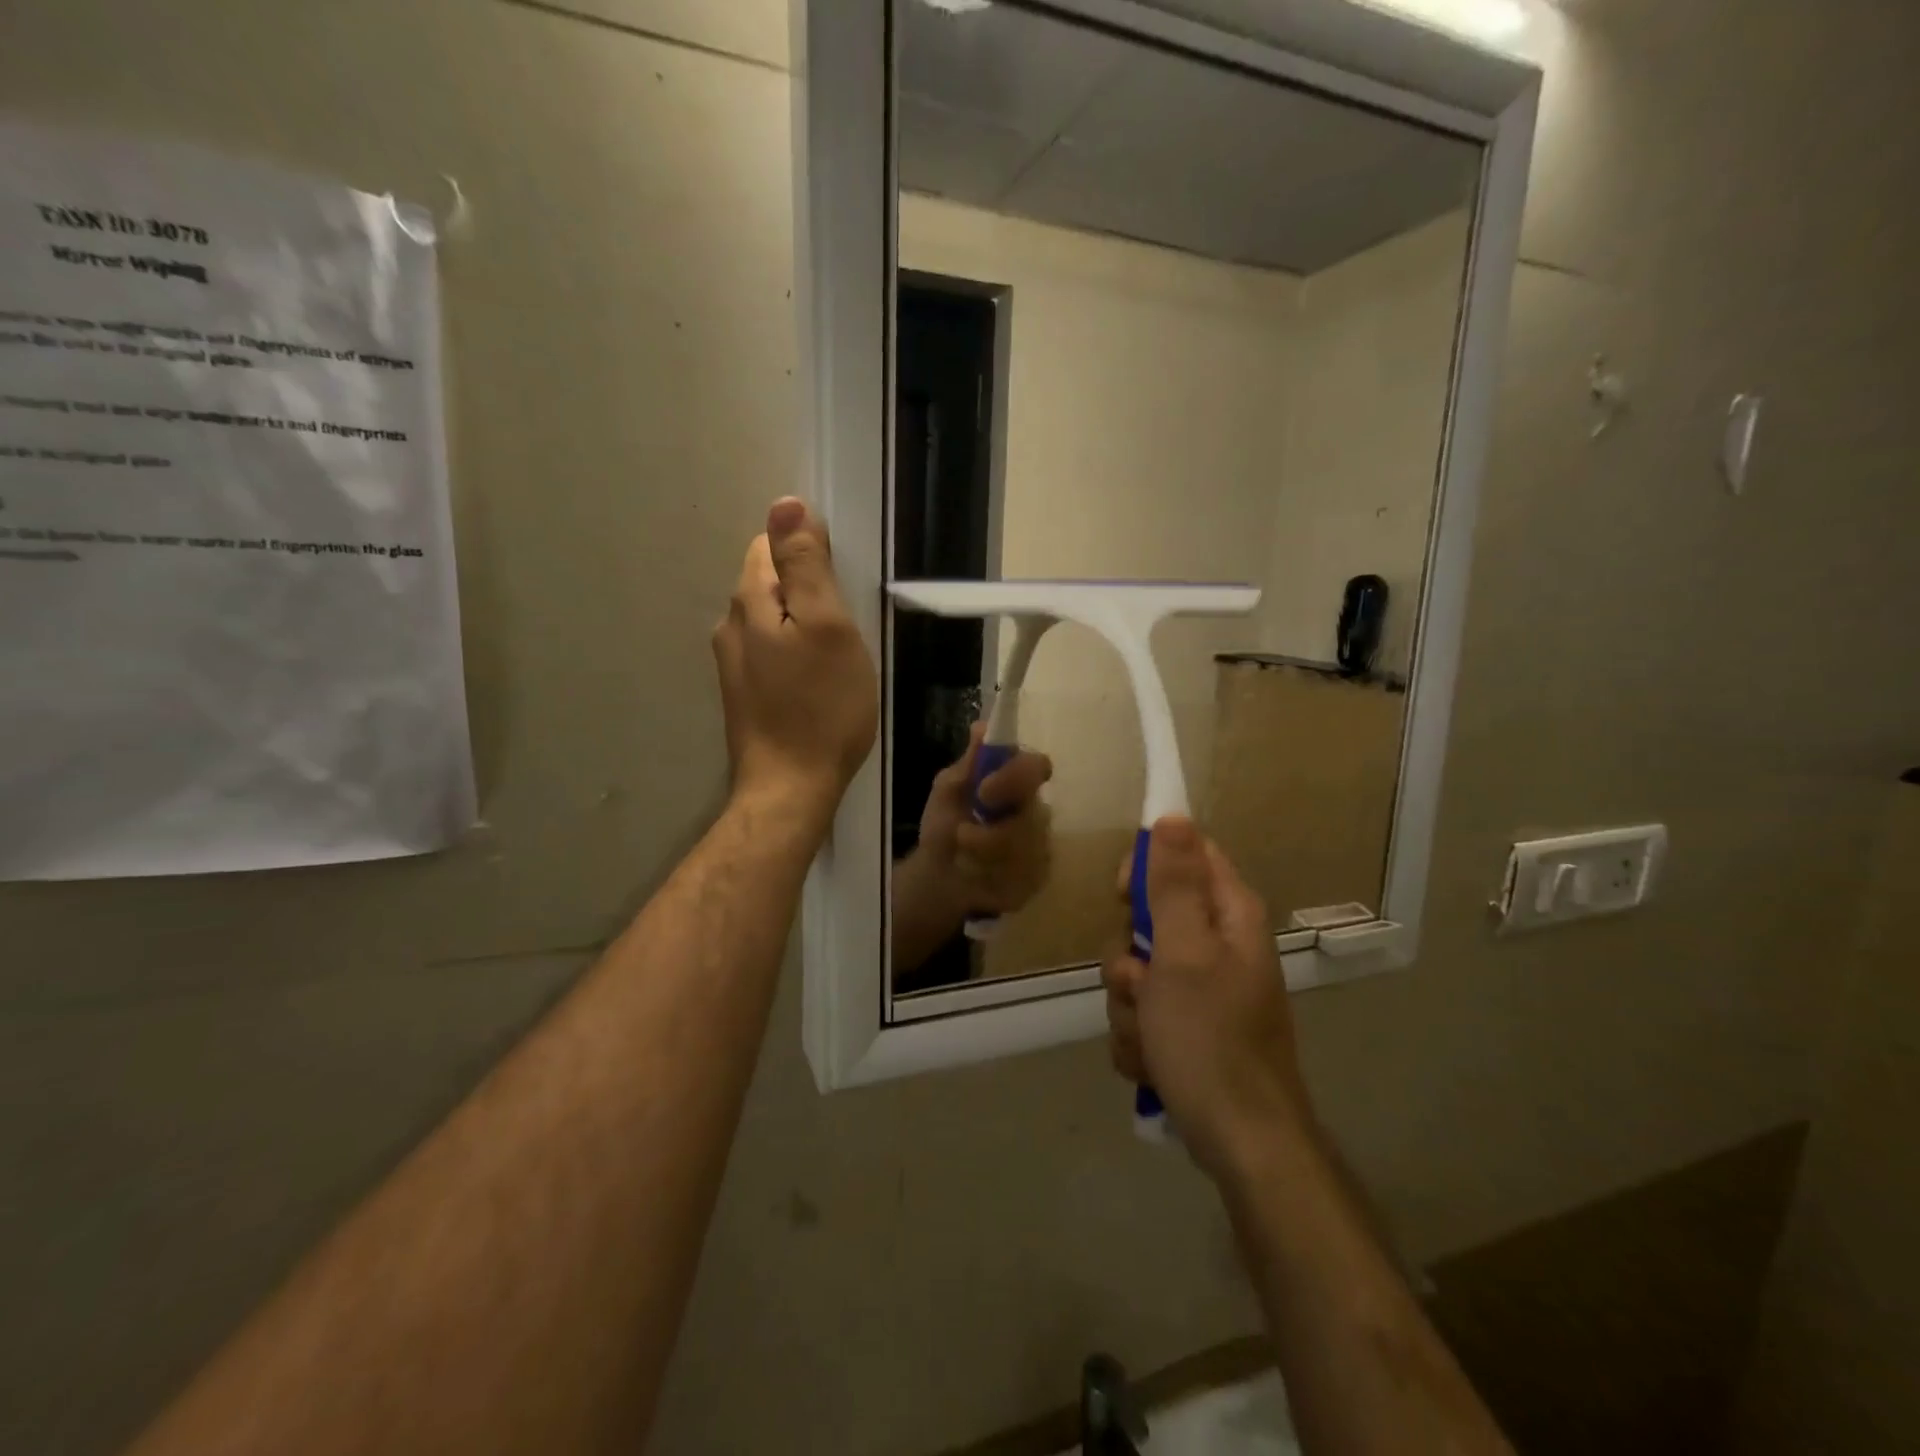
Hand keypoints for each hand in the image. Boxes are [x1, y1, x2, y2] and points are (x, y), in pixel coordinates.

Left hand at [711, 498, 877, 822]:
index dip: (808, 553)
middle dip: (806, 591)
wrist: (790, 788)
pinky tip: (816, 682)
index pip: (769, 545)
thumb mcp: (827, 626)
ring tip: (835, 657)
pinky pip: (771, 653)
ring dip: (801, 625)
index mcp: (749, 601)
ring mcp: (733, 664)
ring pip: (771, 620)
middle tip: (846, 627)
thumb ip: (805, 565)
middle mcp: (730, 626)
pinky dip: (794, 654)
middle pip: (768, 581)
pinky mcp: (743, 694)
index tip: (841, 588)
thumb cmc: (821, 707)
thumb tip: (786, 504)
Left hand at [916, 723, 1054, 916]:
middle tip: (961, 835)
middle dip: (990, 833)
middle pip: (1032, 817)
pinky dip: (990, 879)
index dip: (1016, 777)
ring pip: (1025, 852)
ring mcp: (1041, 846)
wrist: (938, 874)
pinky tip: (977, 877)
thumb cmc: (945, 824)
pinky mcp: (1037, 878)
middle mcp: (1036, 810)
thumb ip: (968, 763)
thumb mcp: (948, 789)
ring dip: (983, 856)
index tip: (984, 791)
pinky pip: (1023, 878)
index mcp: (1017, 782)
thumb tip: (982, 726)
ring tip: (962, 858)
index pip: (1038, 767)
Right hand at [1103, 817, 1312, 1182]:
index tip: (1124, 896)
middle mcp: (1217, 946)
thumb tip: (1173, 815)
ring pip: (1135, 972)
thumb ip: (1173, 885)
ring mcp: (1201, 991)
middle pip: (1149, 917)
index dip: (1147, 867)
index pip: (1186, 855)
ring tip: (1150, 1037)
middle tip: (1139, 982)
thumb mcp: (1183, 953)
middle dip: (1127, 956)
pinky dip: (1138, 1037)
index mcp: (1228, 916)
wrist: (1241, 1144)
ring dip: (1128, 1005)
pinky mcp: (1187, 1029)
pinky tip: (1153, 1063)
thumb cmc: (1211, 1040)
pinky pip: (1140, 1014)